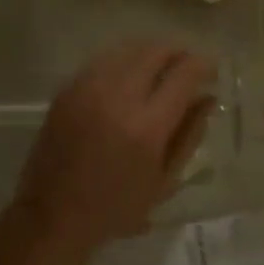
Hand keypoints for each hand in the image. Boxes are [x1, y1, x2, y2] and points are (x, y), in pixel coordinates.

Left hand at [11, 42, 217, 262]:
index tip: (211, 70)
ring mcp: (88, 89)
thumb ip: (190, 134)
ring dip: (150, 54)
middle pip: (155, 51)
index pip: (184, 74)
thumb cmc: (116, 207)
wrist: (53, 214)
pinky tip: (128, 78)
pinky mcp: (67, 90)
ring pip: (127, 49)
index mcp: (147, 126)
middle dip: (178, 53)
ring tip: (160, 69)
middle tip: (187, 67)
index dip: (203, 65)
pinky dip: (123, 62)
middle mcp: (118, 97)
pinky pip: (103, 61)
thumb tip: (207, 97)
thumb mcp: (165, 181)